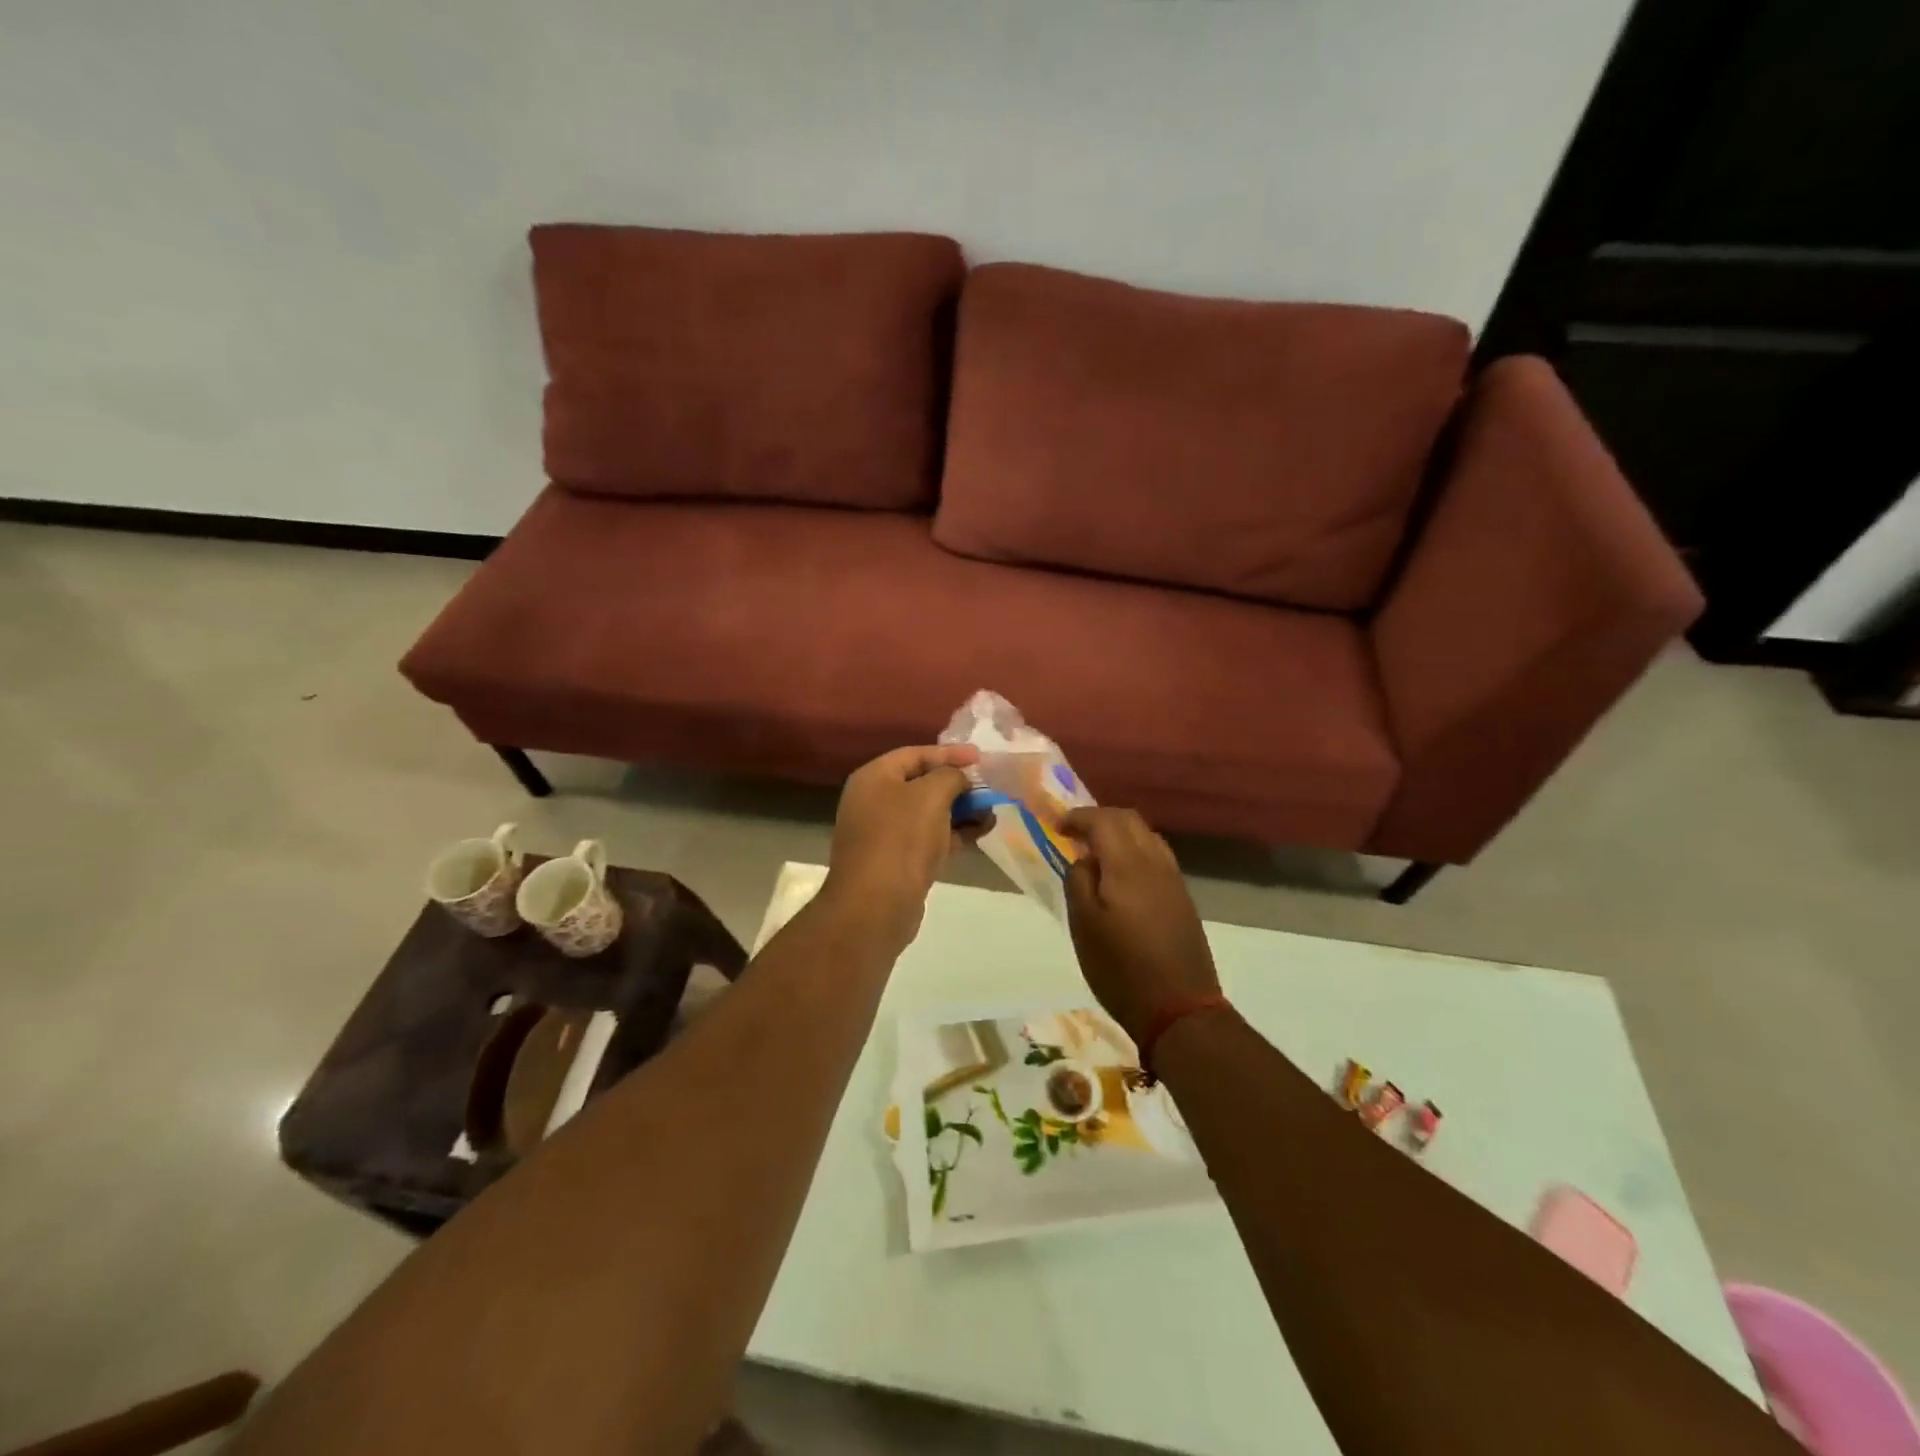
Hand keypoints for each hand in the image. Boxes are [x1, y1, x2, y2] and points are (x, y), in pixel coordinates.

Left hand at [821, 744, 980, 950]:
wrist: (876, 906)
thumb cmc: (901, 839)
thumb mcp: (931, 795)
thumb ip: (951, 776)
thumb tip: (960, 778)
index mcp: (874, 778)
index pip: (915, 754)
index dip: (950, 753)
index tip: (982, 757)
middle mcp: (874, 801)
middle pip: (922, 783)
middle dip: (958, 784)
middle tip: (990, 785)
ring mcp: (885, 833)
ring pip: (929, 813)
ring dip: (961, 810)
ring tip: (993, 810)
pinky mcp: (898, 861)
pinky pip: (930, 838)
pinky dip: (955, 833)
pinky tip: (983, 832)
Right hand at [1060, 808, 1219, 1042]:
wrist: (1179, 1008)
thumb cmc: (1121, 968)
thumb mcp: (1083, 926)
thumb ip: (1079, 882)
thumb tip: (1085, 859)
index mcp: (1127, 865)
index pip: (1103, 820)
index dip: (1077, 817)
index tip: (1056, 826)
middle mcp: (1155, 863)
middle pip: (1129, 819)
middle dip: (1100, 818)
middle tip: (1075, 832)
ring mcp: (1174, 880)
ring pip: (1147, 836)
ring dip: (1120, 832)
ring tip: (1097, 851)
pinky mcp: (1183, 898)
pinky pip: (1157, 856)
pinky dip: (1135, 850)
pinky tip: (1121, 874)